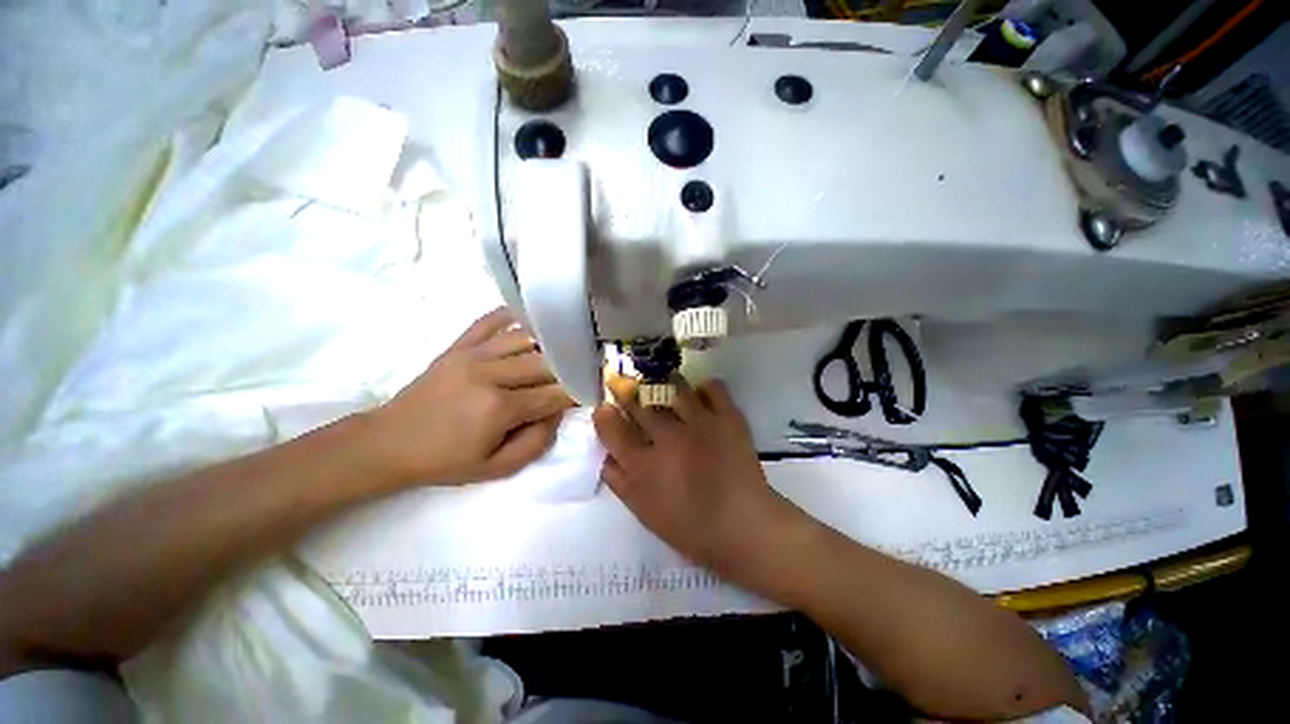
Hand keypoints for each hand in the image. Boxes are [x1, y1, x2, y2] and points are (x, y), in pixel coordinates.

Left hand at [366, 308, 572, 485]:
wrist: (388, 443)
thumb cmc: (445, 461)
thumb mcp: (496, 469)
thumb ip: (536, 442)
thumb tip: (558, 412)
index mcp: (499, 408)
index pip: (554, 394)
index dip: (576, 393)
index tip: (590, 391)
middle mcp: (489, 374)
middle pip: (545, 362)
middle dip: (568, 368)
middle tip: (582, 369)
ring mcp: (472, 354)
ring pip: (525, 338)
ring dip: (548, 343)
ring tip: (564, 347)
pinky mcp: (458, 345)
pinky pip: (489, 321)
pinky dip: (512, 315)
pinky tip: (530, 318)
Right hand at [592, 375, 806, 585]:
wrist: (745, 527)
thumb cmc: (691, 527)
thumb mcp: (644, 512)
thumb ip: (619, 481)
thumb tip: (606, 453)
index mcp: (644, 466)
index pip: (613, 430)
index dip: (604, 415)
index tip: (603, 408)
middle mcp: (668, 438)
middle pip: (639, 404)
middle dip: (624, 390)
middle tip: (620, 381)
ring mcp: (699, 424)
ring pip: (672, 388)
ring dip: (661, 382)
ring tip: (659, 381)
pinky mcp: (727, 418)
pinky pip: (713, 388)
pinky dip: (704, 387)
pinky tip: (700, 393)